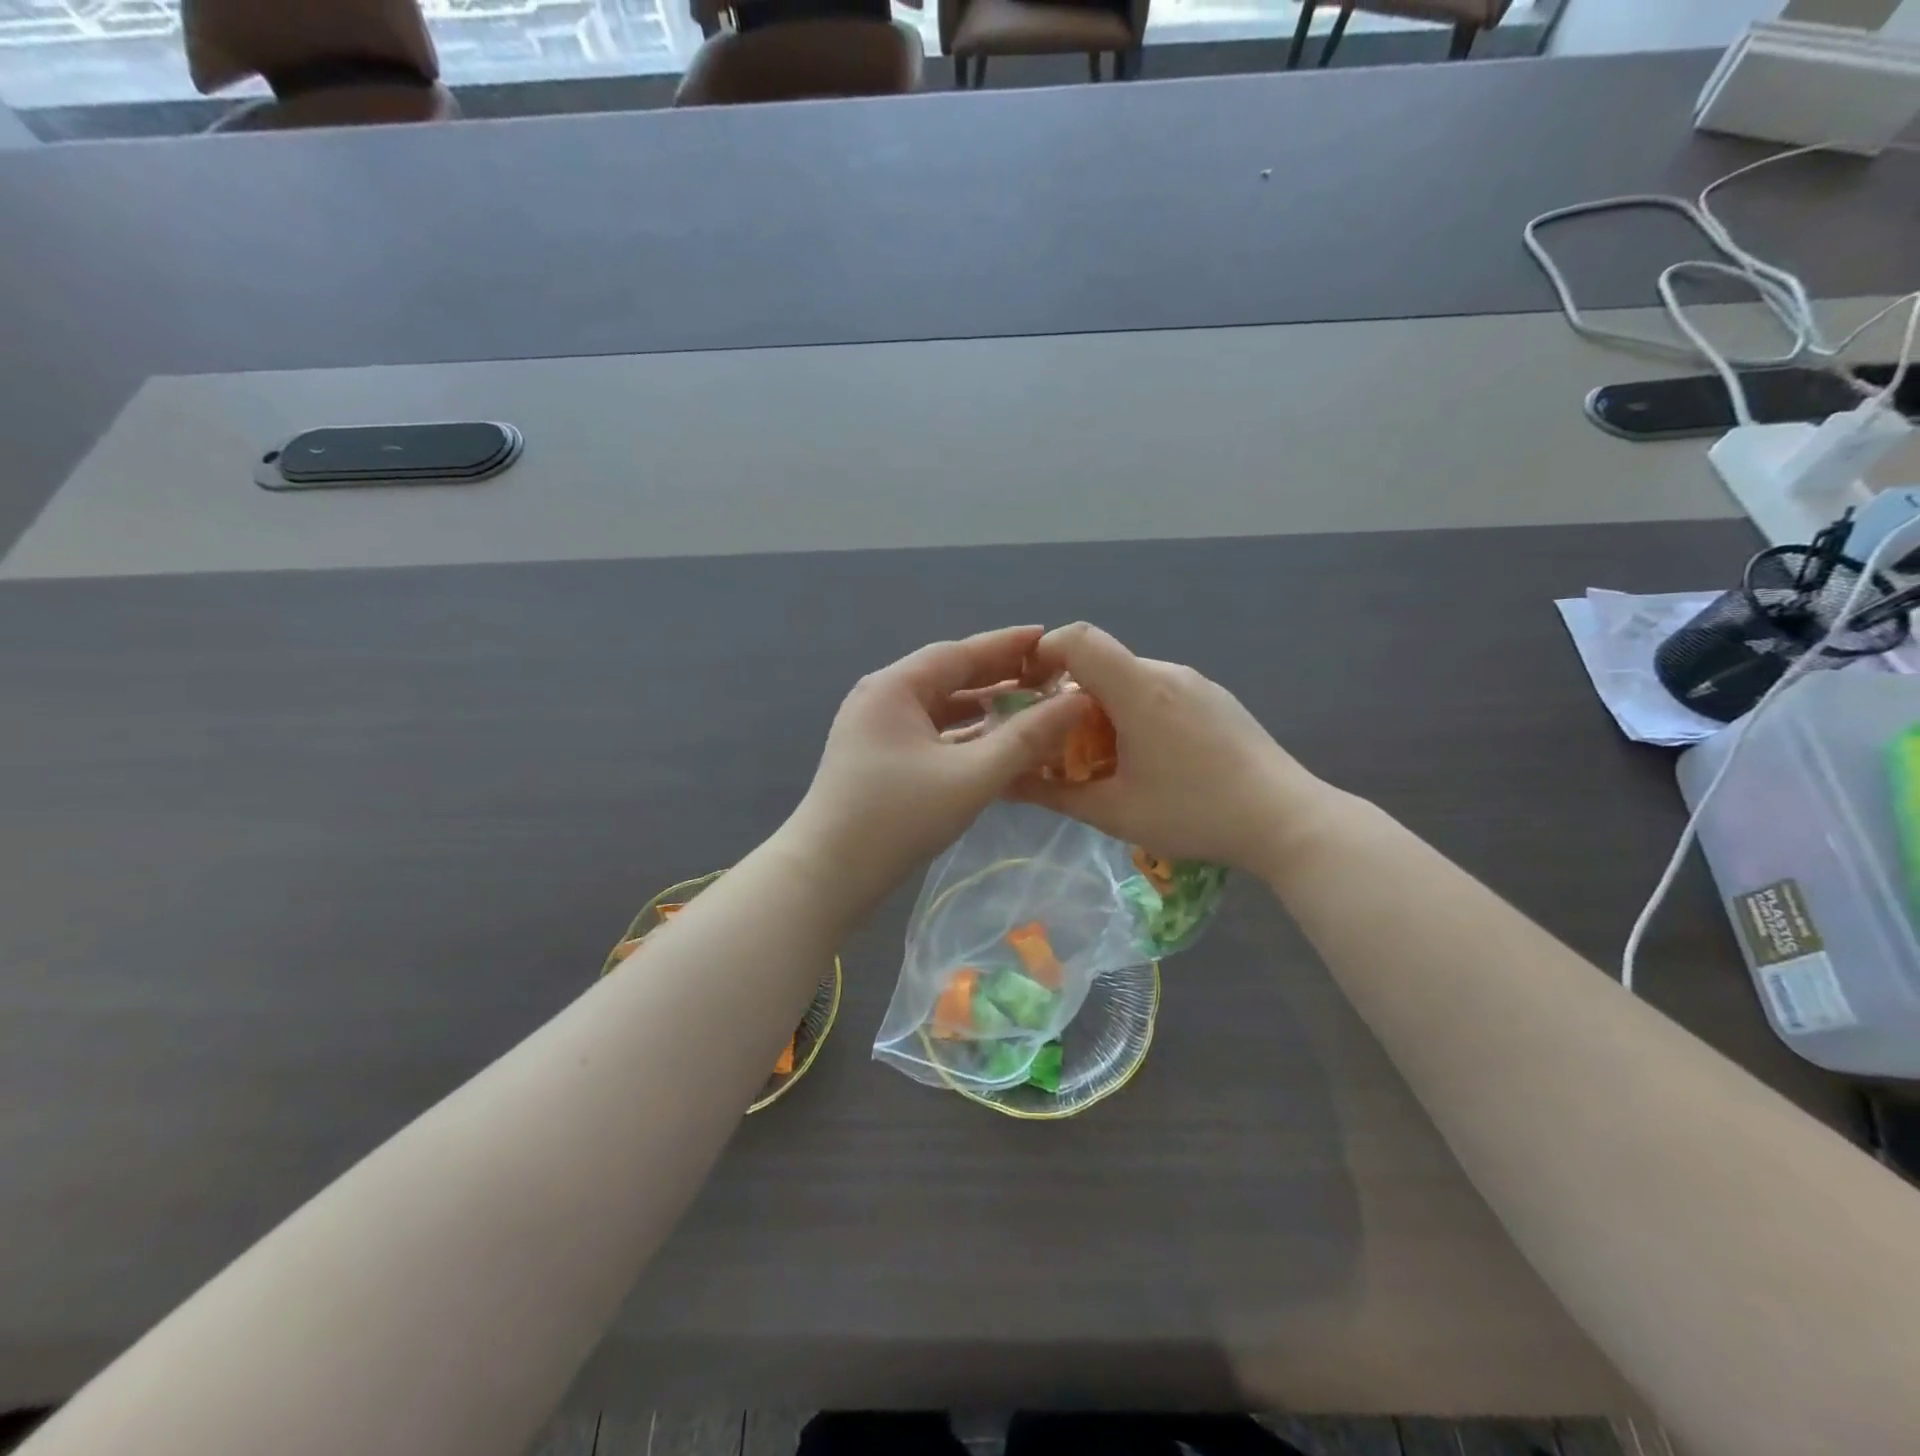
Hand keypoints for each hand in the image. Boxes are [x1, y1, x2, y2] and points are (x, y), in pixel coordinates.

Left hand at [785, 626, 1087, 906]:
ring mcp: (875, 730)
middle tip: (1046, 674)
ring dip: (981, 708)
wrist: (827, 875)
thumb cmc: (898, 817)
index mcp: (895, 687)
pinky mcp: (877, 759)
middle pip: (948, 677)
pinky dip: (962, 735)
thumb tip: (1076, 702)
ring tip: (1029, 706)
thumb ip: (1027, 739)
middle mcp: (881, 698)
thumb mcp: (971, 776)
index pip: (959, 653)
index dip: (1006, 645)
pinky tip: (993, 744)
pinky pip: (929, 734)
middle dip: (997, 676)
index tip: (1048, 637)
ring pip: (939, 708)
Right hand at [1013, 623, 1334, 874]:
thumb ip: (1054, 793)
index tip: (1025, 692)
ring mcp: (1196, 684)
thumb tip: (1006, 783)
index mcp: (1139, 690)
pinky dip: (1134, 714)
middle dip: (1068, 698)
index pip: (1078, 638)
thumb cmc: (1196, 814)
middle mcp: (1166, 673)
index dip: (1042, 654)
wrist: (1287, 821)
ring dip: (1102, 710)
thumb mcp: (1114, 812)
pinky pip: (1158, 692)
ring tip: (1105, 761)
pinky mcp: (1215, 699)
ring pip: (1129, 680)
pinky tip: (1148, 760)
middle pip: (1100, 664)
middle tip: (1059, 747)